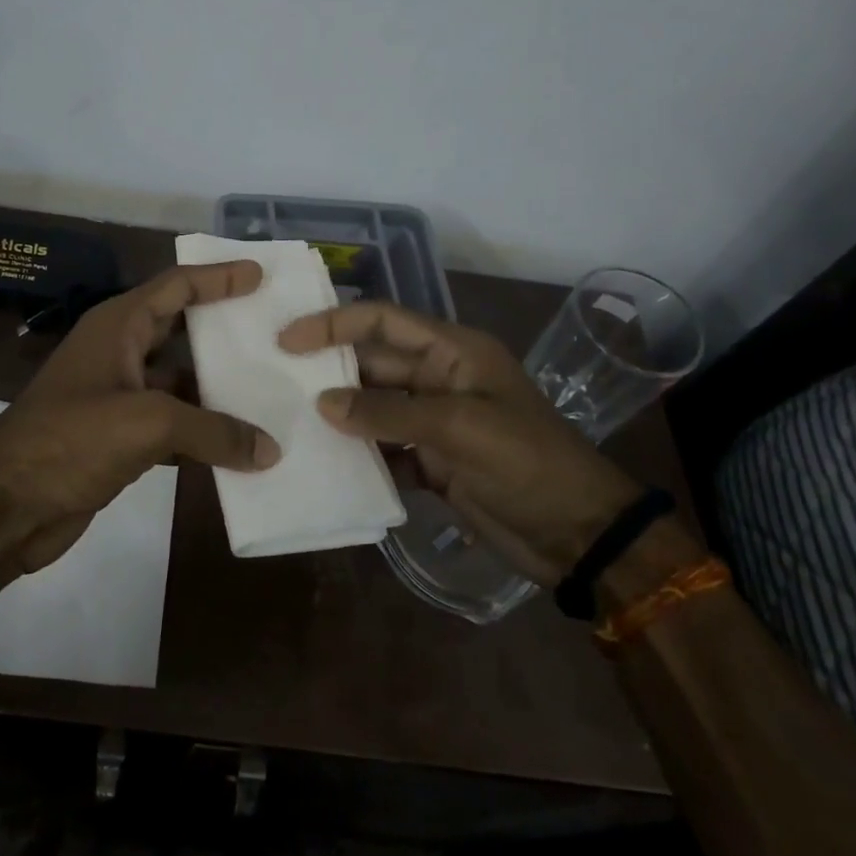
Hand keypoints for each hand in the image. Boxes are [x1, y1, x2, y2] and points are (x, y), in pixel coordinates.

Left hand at [0, 261, 281, 571]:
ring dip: (217, 390)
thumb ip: (213, 430)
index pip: (175, 286)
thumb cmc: (71, 440)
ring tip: (270, 393)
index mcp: (117, 326)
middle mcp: (117, 353)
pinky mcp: (117, 438)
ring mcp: (116, 396)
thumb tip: (268, 449)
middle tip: (271, 332)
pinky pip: (171, 424)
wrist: (6, 507)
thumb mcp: (147, 423)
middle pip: (179, 330)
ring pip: (178, 382)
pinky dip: (201, 432)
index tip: (258, 276)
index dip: (217, 277)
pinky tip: (238, 447)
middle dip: (222, 330)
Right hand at [277, 301, 648, 586]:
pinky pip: (385, 450)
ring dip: (340, 416)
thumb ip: (388, 412)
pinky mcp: (434, 462)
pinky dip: (360, 457)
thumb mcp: (460, 428)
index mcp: (454, 352)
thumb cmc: (528, 463)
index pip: (385, 320)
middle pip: (374, 365)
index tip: (288, 339)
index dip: (336, 323)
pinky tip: (326, 465)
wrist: (580, 535)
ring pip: (374, 408)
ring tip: (288, 422)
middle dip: (330, 372)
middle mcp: (440, 379)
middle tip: (275, 383)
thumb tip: (323, 403)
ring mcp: (436, 423)